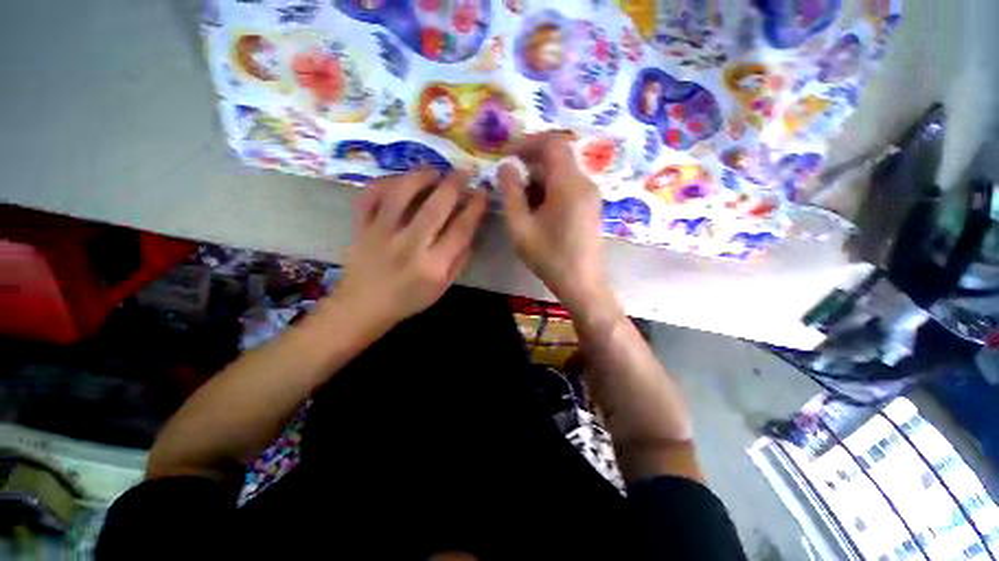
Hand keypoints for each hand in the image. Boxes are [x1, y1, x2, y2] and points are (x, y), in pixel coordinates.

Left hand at [335, 168, 486, 332]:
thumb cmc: (408, 299)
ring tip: (434, 170)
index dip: (475, 208)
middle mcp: (408, 246)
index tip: (482, 191)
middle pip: (434, 208)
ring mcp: (381, 234)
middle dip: (453, 185)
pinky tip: (399, 180)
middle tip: (463, 172)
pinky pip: (369, 197)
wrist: (363, 307)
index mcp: (432, 265)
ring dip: (420, 177)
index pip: (460, 230)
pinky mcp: (361, 227)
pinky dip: (384, 182)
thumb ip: (460, 259)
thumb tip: (471, 228)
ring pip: (400, 195)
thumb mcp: (443, 287)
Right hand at [497, 132, 607, 308]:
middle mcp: (584, 183)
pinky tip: (537, 212)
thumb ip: (510, 192)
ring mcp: (590, 195)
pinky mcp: (590, 206)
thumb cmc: (548, 256)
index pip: (552, 143)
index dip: (528, 143)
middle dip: (530, 165)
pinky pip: (568, 187)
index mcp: (569, 184)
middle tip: (509, 184)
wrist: (581, 283)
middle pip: (557, 158)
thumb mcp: (520, 226)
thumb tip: (506, 166)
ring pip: (561, 174)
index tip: (508, 155)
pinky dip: (550, 191)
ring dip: (538, 181)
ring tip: (521, 204)